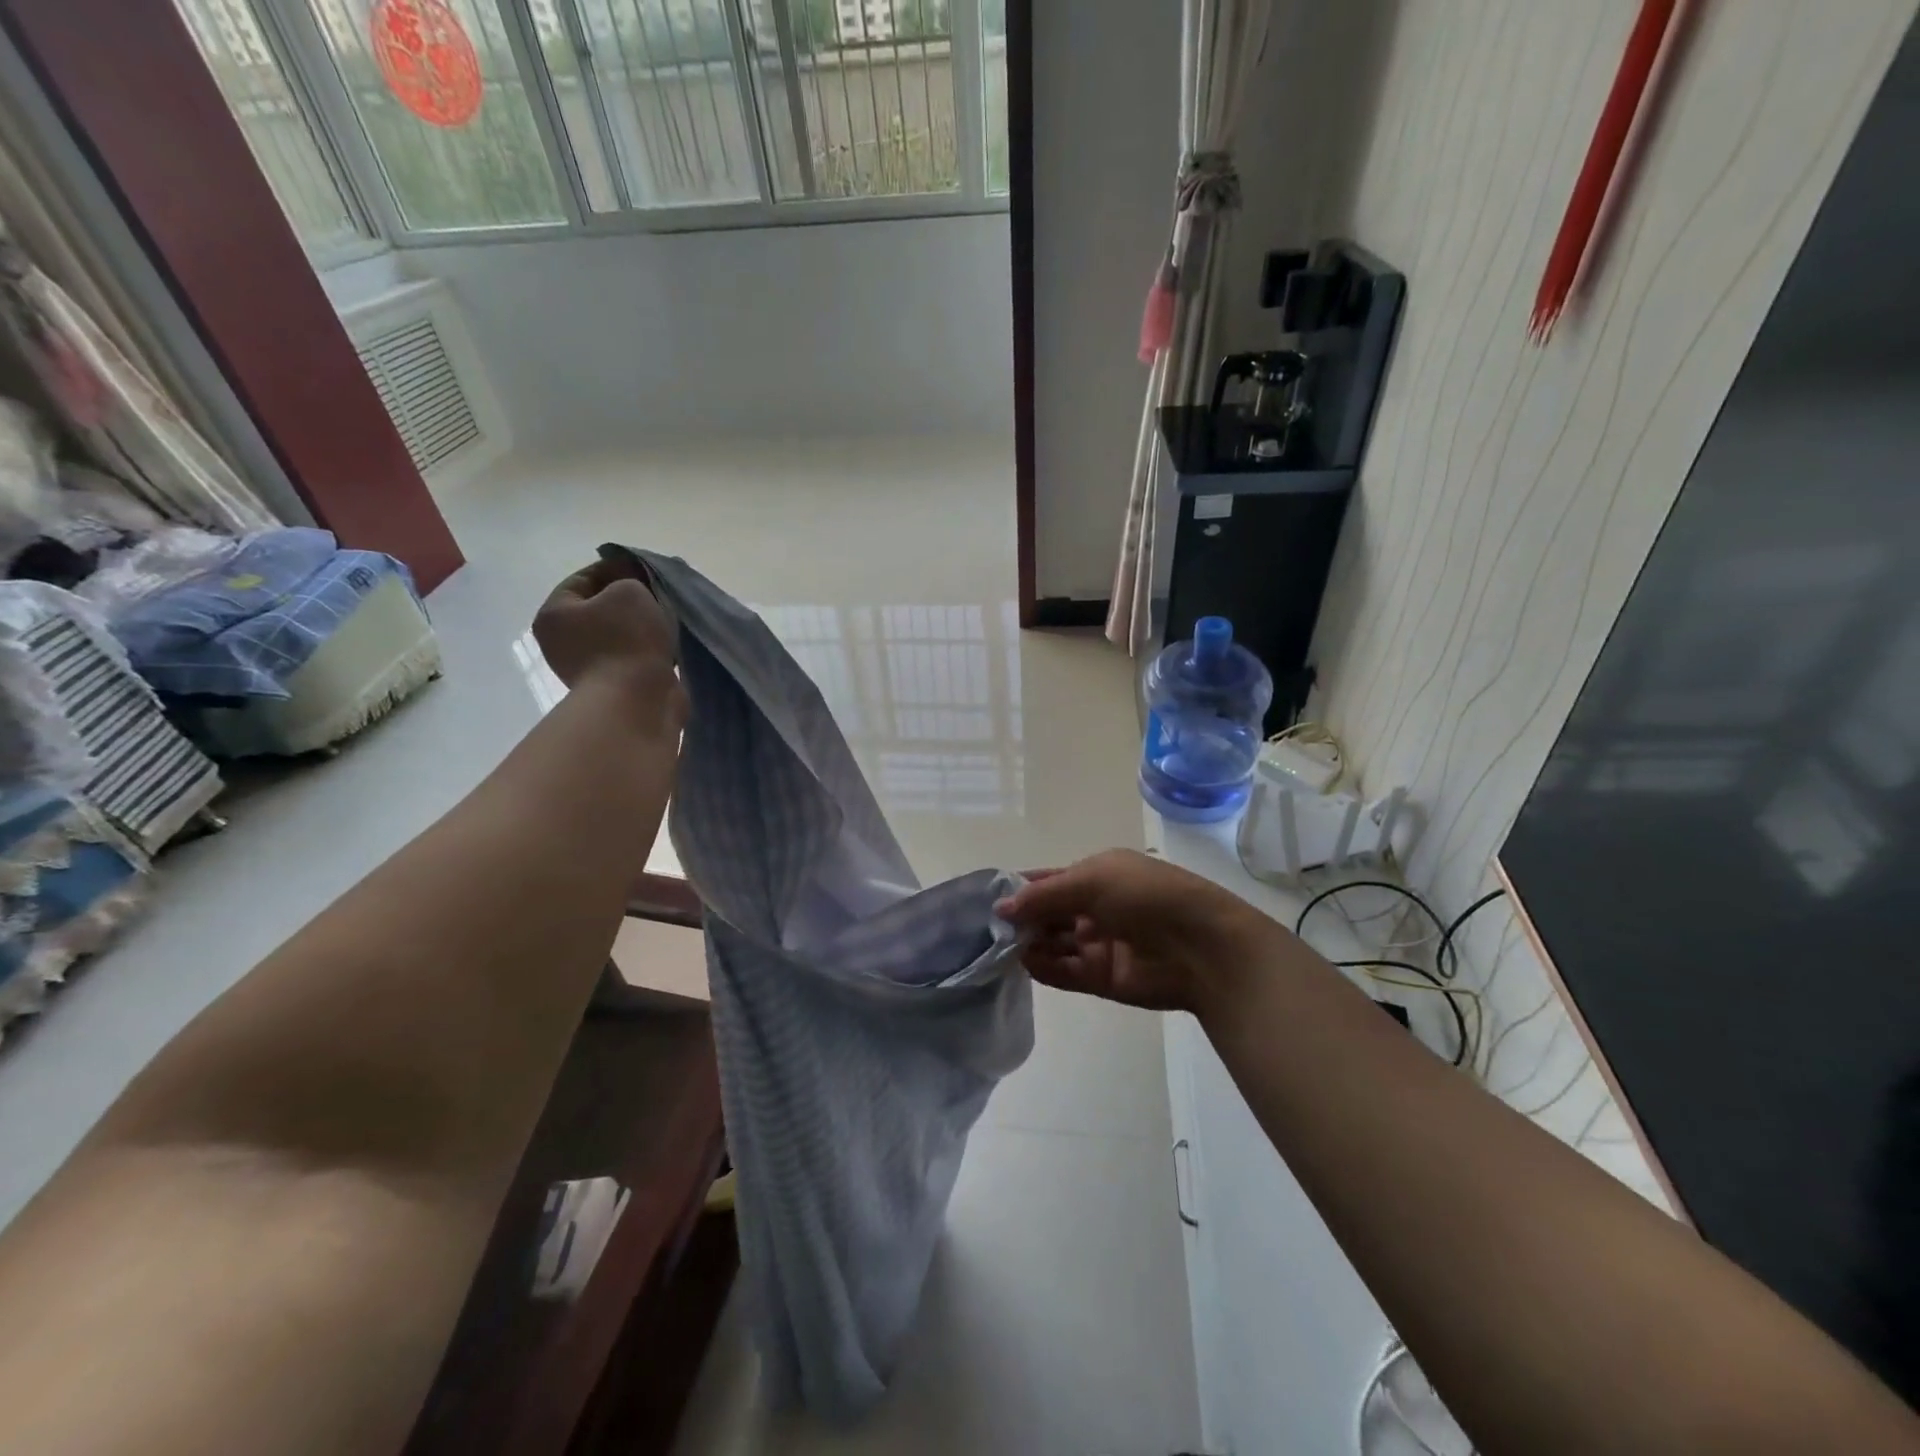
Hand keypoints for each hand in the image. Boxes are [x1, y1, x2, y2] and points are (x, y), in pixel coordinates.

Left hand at [533, 559, 684, 727]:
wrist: (637, 701)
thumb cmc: (627, 640)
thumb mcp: (630, 592)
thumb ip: (631, 581)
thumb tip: (634, 590)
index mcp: (554, 613)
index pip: (583, 578)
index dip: (616, 567)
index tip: (646, 567)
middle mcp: (561, 640)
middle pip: (599, 606)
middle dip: (630, 598)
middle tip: (660, 592)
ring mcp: (585, 666)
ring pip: (617, 633)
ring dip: (641, 625)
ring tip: (668, 618)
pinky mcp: (611, 685)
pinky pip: (630, 656)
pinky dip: (647, 648)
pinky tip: (668, 644)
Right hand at [994, 849, 1273, 1014]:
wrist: (1202, 947)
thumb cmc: (1147, 896)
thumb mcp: (1092, 880)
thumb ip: (1044, 895)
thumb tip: (1002, 907)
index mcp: (1098, 875)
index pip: (1050, 881)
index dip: (1021, 888)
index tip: (988, 898)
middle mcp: (1096, 908)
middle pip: (1048, 914)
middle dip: (1021, 918)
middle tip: (985, 927)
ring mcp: (1099, 944)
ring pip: (1053, 944)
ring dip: (1028, 943)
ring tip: (997, 946)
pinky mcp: (1102, 978)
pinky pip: (1065, 972)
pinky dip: (1043, 968)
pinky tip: (1022, 963)